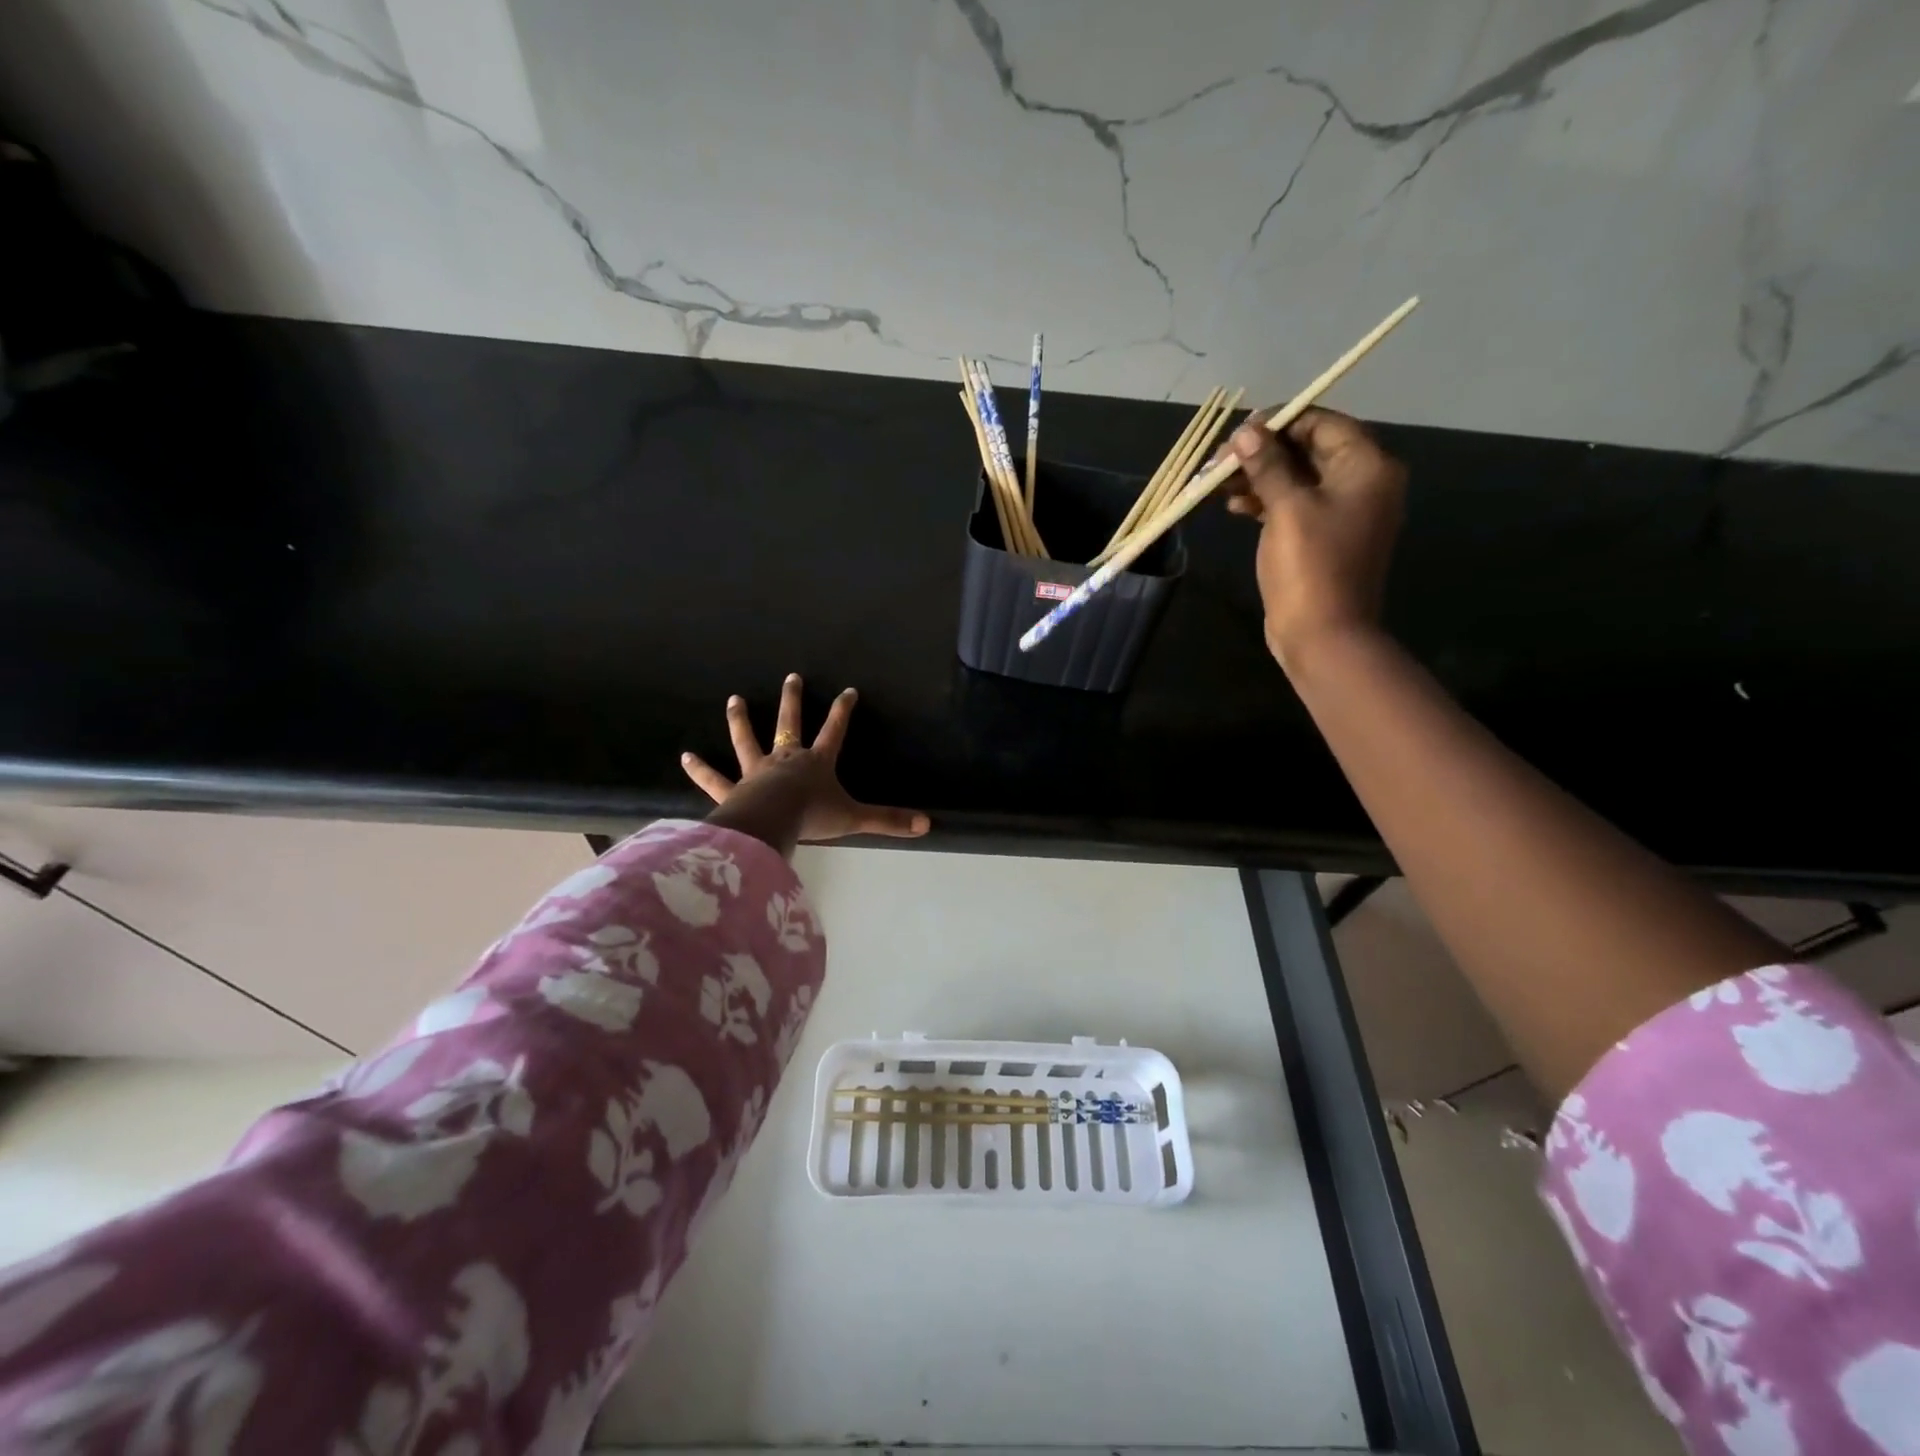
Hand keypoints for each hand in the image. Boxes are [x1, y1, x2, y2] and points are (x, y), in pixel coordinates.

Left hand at [682, 673, 929, 856]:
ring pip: (747, 741)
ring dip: (740, 721)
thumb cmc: (812, 817)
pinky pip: (714, 779)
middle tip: (791, 677)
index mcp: (816, 762)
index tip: (849, 690)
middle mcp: (785, 759)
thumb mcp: (855, 818)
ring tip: (733, 700)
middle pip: (789, 724)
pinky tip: (685, 756)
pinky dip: (700, 770)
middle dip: (792, 701)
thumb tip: (927, 825)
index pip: (835, 731)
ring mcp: (756, 772)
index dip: (843, 711)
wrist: (771, 824)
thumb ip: (889, 821)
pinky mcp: (733, 790)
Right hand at [1215, 407, 1406, 670]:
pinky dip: (1265, 501)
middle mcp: (1363, 483)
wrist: (1323, 635)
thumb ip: (1267, 465)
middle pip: (1308, 450)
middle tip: (1218, 462)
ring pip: (1297, 478)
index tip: (1236, 433)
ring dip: (1258, 477)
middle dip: (1261, 453)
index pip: (1321, 424)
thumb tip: (1245, 432)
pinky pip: (1294, 505)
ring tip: (1218, 485)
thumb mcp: (1287, 509)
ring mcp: (1343, 512)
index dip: (1278, 423)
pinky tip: (1234, 506)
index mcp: (1367, 467)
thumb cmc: (1310, 567)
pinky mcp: (1323, 537)